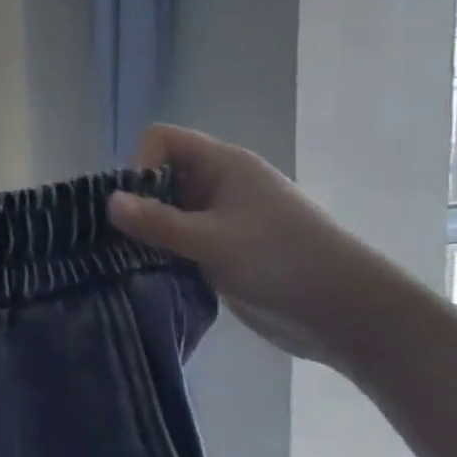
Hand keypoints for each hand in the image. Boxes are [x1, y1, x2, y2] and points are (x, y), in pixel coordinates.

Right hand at [107, 124, 400, 367]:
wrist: (349, 315)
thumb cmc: (284, 262)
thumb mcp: (214, 240)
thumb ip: (158, 222)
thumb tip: (107, 202)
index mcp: (224, 166)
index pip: (162, 140)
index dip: (142, 164)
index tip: (139, 204)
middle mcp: (219, 185)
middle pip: (158, 176)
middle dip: (137, 203)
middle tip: (126, 237)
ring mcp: (221, 219)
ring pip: (165, 212)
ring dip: (147, 233)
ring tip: (133, 259)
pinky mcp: (220, 251)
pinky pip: (177, 240)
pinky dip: (161, 253)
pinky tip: (152, 274)